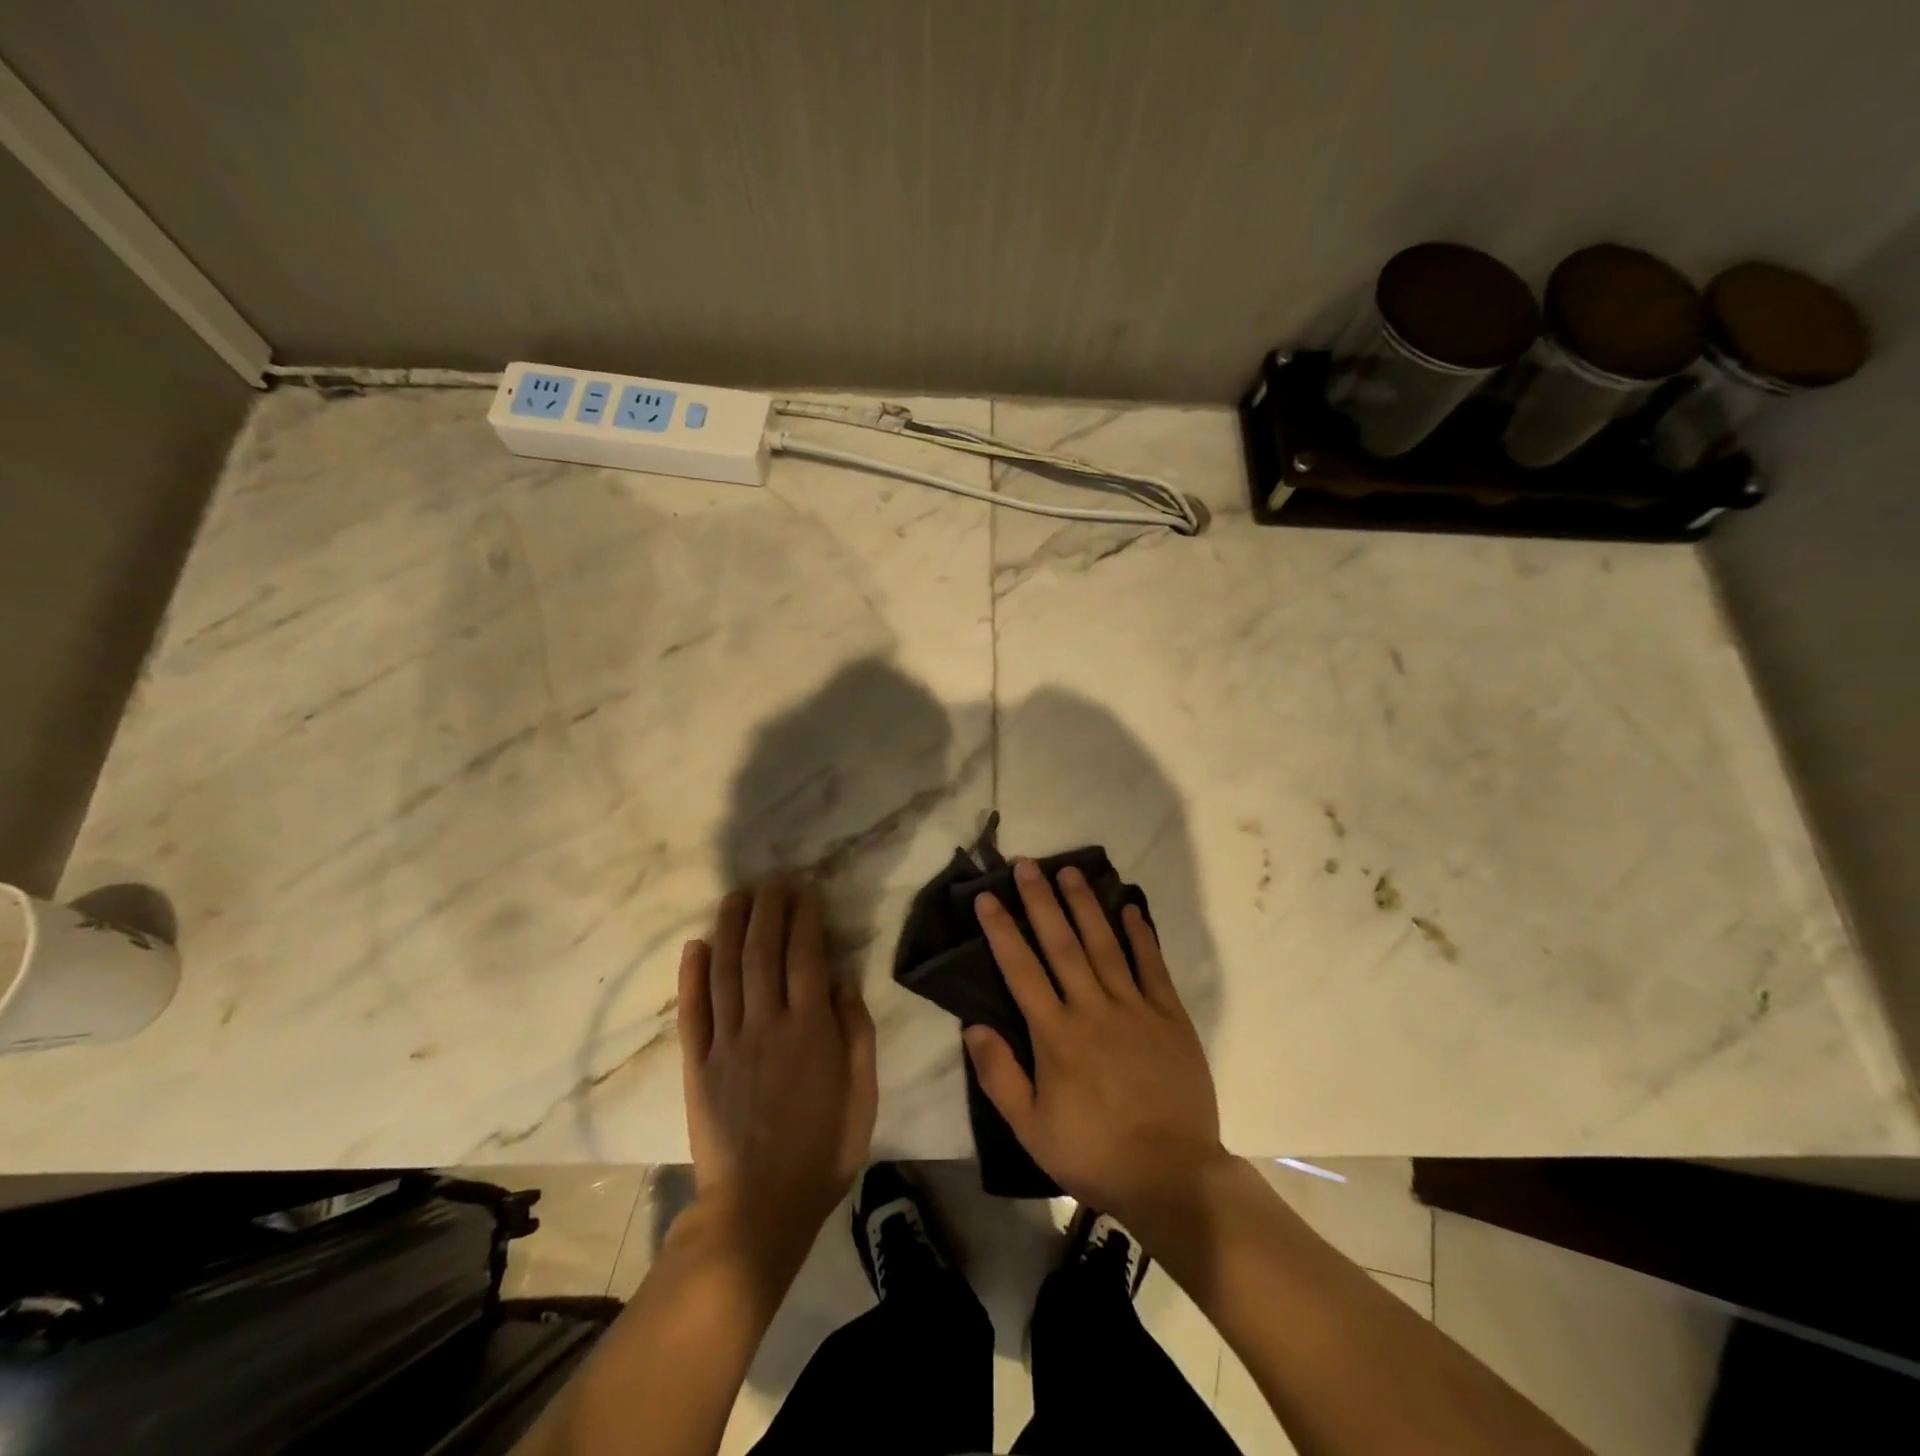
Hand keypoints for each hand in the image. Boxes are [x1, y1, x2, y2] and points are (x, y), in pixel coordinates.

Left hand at [678, 876, 877, 1275]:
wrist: (758, 1209)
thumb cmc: (822, 1150)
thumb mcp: (862, 1094)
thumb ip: (856, 1032)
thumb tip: (843, 980)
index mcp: (810, 1029)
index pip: (805, 955)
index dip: (804, 916)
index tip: (805, 888)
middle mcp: (766, 1024)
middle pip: (763, 951)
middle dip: (769, 908)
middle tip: (773, 879)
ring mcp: (727, 1043)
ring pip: (726, 971)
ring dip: (730, 927)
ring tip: (736, 895)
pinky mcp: (697, 1065)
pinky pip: (692, 1012)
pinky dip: (691, 976)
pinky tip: (695, 945)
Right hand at [964, 859, 1225, 1227]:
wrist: (1171, 1176)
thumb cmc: (1093, 1153)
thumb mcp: (1031, 1128)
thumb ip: (999, 1075)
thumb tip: (972, 1026)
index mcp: (1055, 1035)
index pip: (1021, 970)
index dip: (1001, 931)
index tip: (987, 897)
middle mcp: (1092, 1009)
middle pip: (1061, 944)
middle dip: (1041, 901)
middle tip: (1027, 864)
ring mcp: (1135, 1008)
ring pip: (1104, 944)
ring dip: (1085, 905)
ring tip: (1069, 872)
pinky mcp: (1170, 1016)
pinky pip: (1152, 966)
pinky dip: (1141, 935)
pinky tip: (1130, 908)